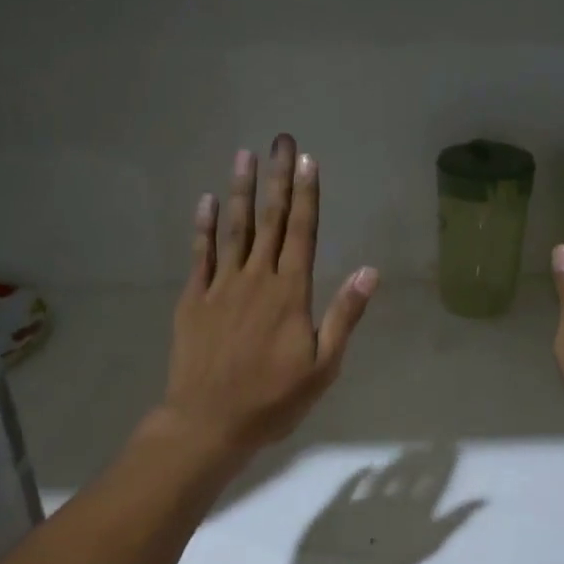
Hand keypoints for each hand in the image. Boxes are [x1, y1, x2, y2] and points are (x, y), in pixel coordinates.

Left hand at [160, 133, 377, 460]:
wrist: (209, 422)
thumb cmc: (273, 400)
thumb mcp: (323, 367)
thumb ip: (344, 316)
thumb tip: (369, 271)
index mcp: (291, 293)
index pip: (302, 233)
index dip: (306, 195)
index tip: (308, 160)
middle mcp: (256, 279)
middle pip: (270, 220)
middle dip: (278, 179)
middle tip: (281, 140)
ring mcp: (221, 286)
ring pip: (234, 229)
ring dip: (241, 190)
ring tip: (245, 155)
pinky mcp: (194, 299)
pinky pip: (200, 254)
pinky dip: (204, 226)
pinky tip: (207, 201)